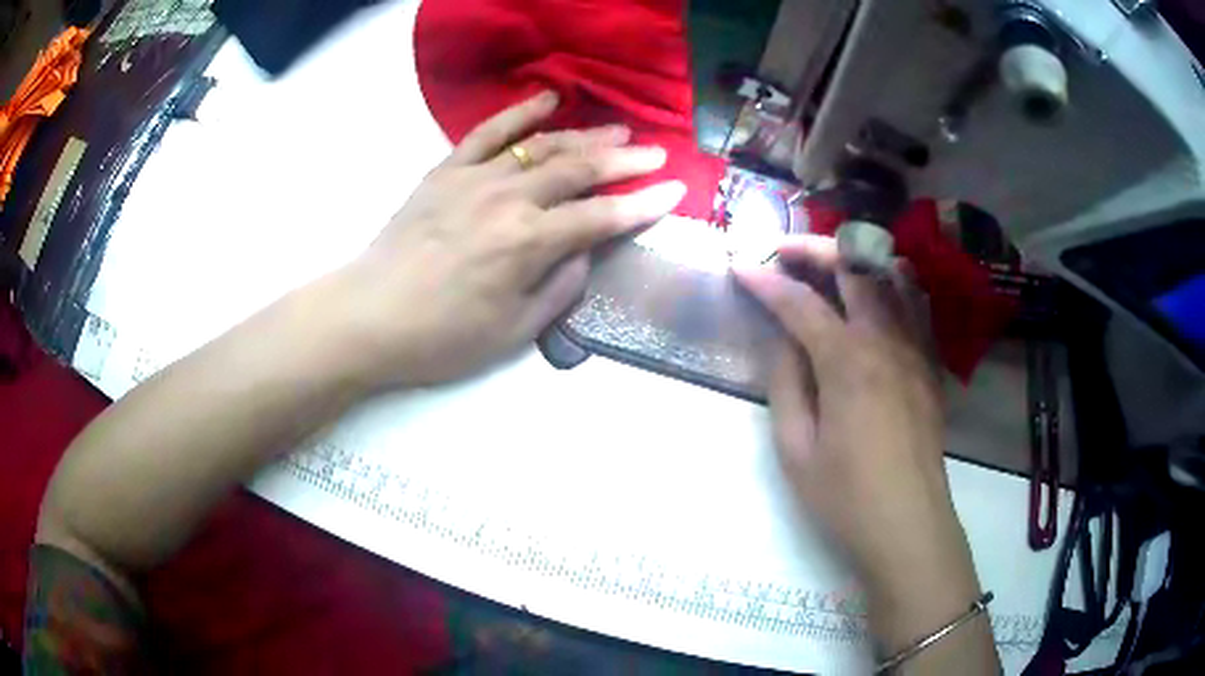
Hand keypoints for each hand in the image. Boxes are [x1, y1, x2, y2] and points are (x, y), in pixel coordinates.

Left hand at [344, 92, 685, 386]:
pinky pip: (487, 131)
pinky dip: (519, 112)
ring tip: (618, 132)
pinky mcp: (446, 170)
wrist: (370, 315)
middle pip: (580, 171)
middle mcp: (510, 199)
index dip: (644, 204)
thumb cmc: (442, 336)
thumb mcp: (513, 331)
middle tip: (657, 154)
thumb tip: (583, 250)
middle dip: (625, 162)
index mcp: (529, 243)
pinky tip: (548, 99)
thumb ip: (560, 287)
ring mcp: (476, 178)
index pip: (601, 216)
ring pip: (543, 146)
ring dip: (586, 136)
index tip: (676, 191)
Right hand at [736, 236, 990, 657]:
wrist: (908, 525)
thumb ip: (786, 383)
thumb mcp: (796, 450)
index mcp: (847, 362)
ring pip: (891, 275)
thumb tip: (781, 339)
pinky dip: (890, 283)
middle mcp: (886, 340)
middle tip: (781, 252)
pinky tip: (873, 295)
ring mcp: (915, 348)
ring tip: (826, 265)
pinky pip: (915, 304)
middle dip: (812, 248)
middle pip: (853, 267)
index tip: (737, 264)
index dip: (764, 280)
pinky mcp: (929, 364)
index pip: (800, 303)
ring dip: (855, 259)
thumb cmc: (846, 497)